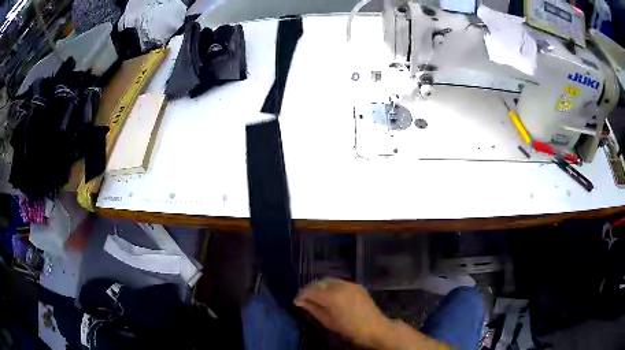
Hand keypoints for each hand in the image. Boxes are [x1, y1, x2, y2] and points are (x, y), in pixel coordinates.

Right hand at [294, 278, 391, 347]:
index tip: (296, 301)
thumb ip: (313, 309)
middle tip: (304, 299)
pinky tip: (329, 295)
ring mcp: (350, 284)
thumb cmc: (350, 329)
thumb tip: (300, 301)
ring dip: (320, 287)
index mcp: (333, 296)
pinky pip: (339, 282)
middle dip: (310, 289)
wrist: (375, 328)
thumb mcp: (328, 321)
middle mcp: (341, 286)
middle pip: (319, 282)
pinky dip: (331, 287)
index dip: (302, 294)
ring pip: (329, 280)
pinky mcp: (357, 285)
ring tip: (316, 297)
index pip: (311, 290)